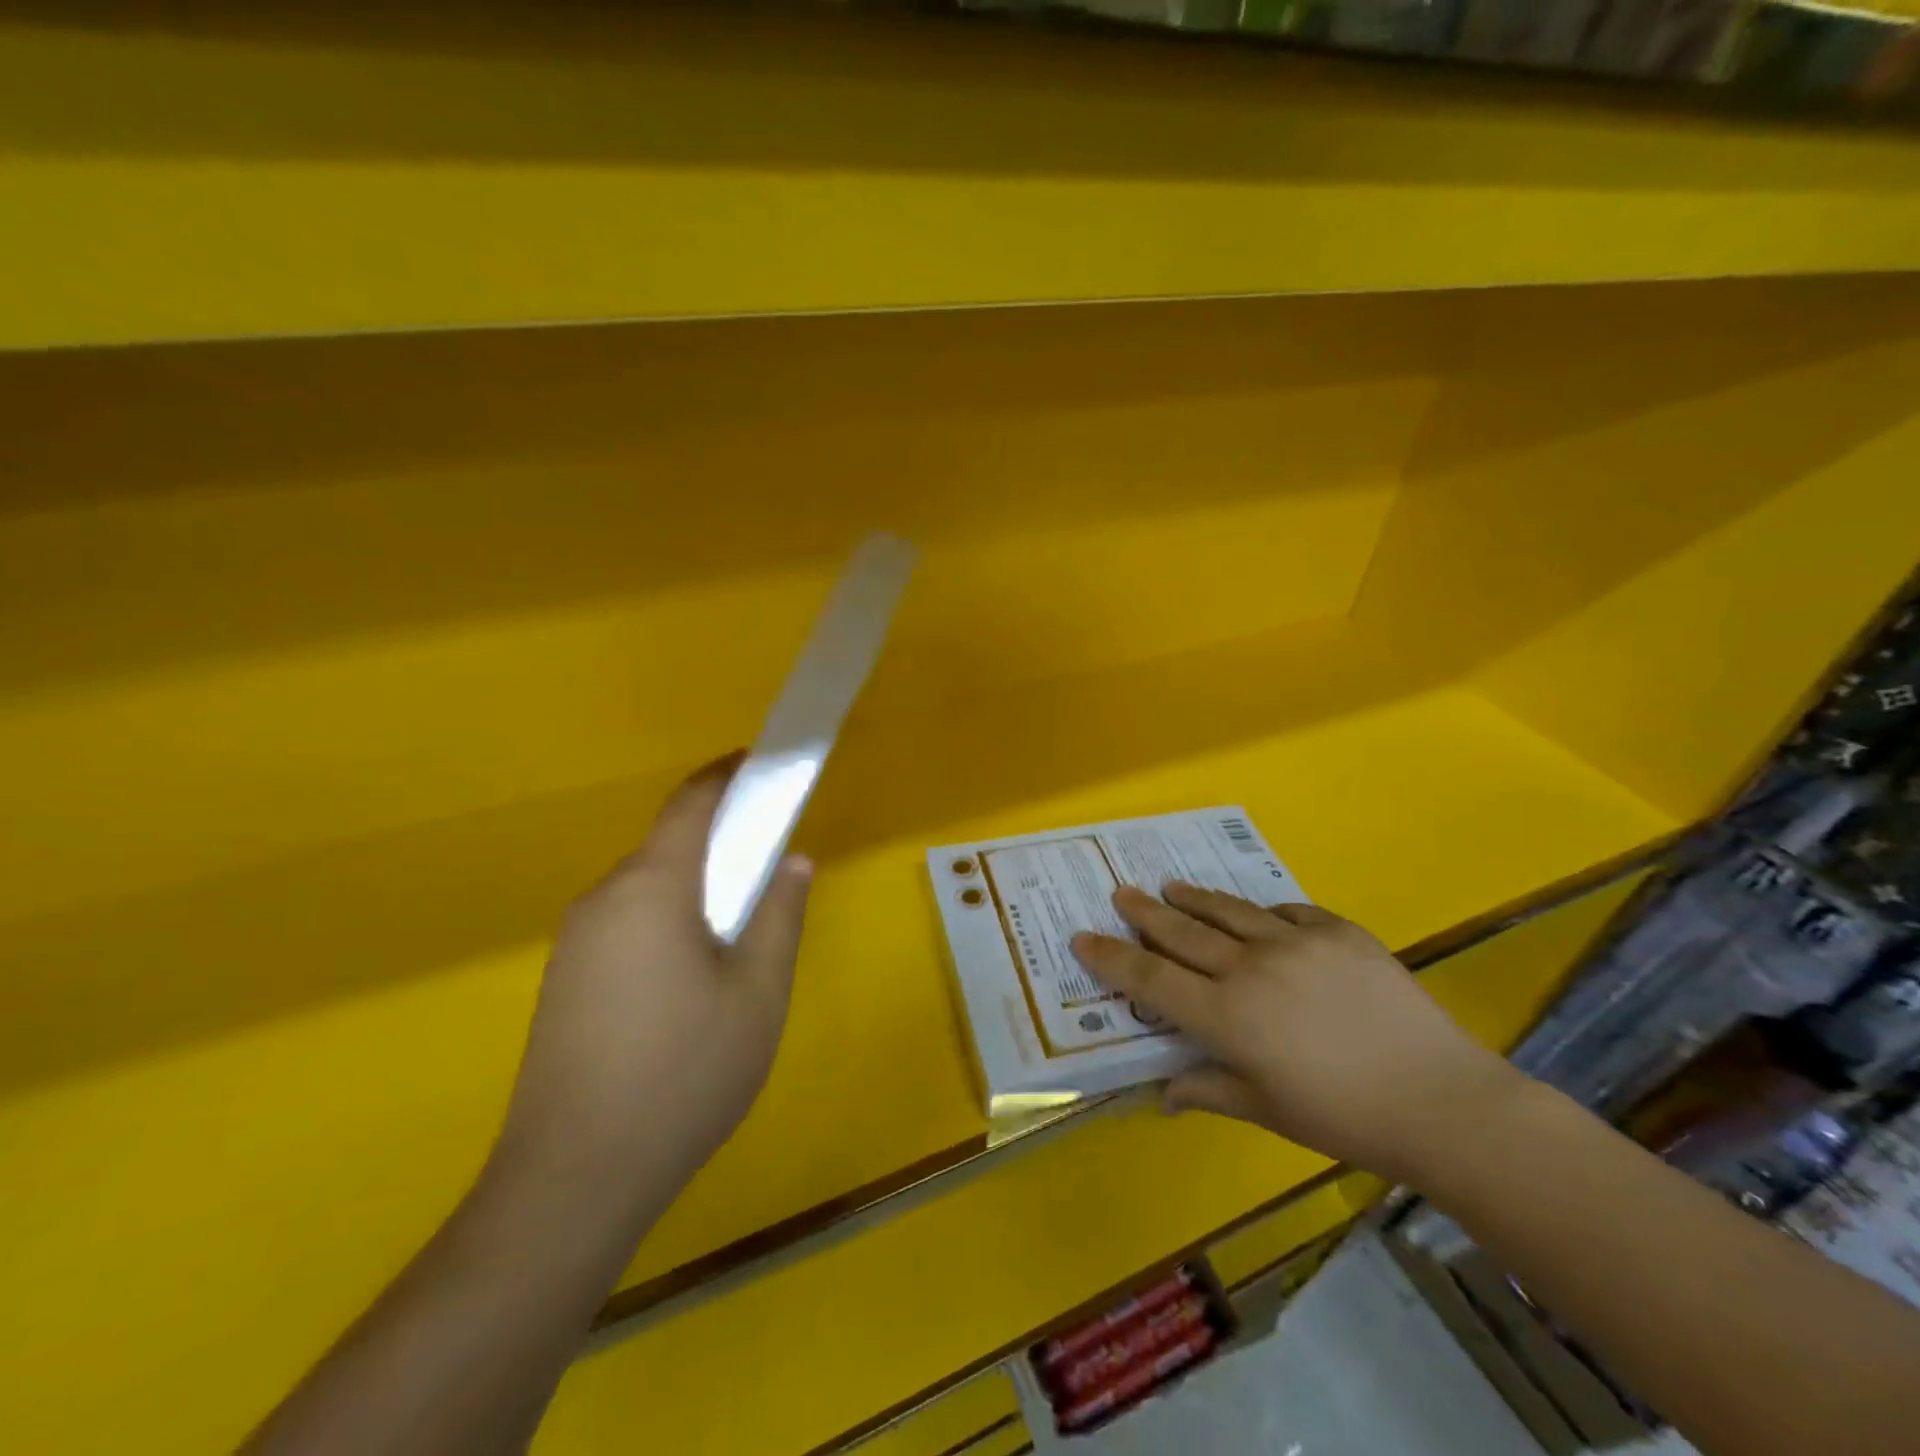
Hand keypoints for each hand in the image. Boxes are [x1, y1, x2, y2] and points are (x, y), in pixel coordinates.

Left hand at [493, 754, 812, 1196]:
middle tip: (768, 870)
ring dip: (694, 887)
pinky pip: (625, 924)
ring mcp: (575, 943)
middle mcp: (603, 899)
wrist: (571, 1182)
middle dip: (720, 841)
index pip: (690, 803)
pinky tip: (689, 980)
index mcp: (653, 887)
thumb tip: (792, 861)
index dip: (727, 775)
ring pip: (647, 888)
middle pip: (668, 845)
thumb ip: (779, 915)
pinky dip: (666, 920)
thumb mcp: (758, 992)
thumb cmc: (683, 1072)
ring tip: (737, 935)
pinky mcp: (564, 982)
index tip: (762, 766)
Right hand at [1070, 883, 1524, 1187]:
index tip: (1083, 937)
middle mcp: (1250, 969)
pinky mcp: (1337, 931)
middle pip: (1182, 933)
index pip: (1151, 979)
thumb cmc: (1344, 1119)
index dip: (1112, 957)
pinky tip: (1256, 914)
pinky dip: (1262, 912)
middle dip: (1143, 912)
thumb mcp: (1267, 1111)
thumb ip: (1208, 1091)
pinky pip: (1286, 911)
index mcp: (1227, 1017)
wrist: (1443, 1101)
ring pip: (1228, 911)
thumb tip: (1162, 1096)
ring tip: (1169, 886)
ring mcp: (1295, 942)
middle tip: (1120, 893)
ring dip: (1193, 899)